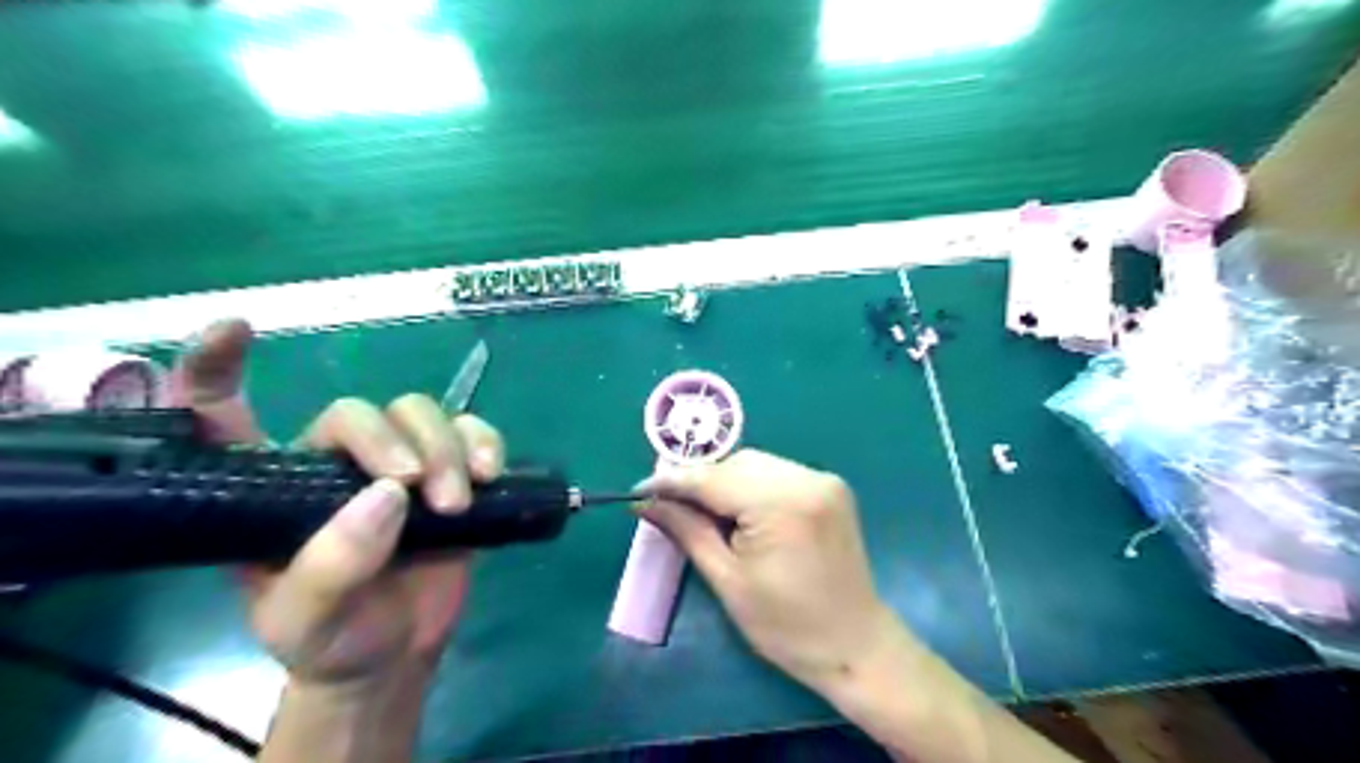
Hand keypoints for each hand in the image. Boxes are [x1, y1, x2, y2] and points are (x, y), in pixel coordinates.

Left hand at [167, 320, 502, 687]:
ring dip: (445, 447)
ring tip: (456, 501)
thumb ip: (331, 566)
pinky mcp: (451, 471)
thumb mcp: (306, 619)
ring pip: (421, 412)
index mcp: (272, 488)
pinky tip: (490, 473)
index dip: (215, 369)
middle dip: (390, 440)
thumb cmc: (333, 637)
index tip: (234, 330)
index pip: (224, 417)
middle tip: (414, 487)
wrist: (398, 651)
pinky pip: (472, 431)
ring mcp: (398, 464)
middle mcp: (333, 463)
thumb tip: (388, 496)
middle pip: (358, 411)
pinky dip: (485, 442)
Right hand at [642, 451, 898, 693]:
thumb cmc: (786, 625)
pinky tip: (741, 512)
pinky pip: (777, 473)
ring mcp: (823, 480)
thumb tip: (644, 502)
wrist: (854, 645)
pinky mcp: (831, 487)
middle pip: (736, 463)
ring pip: (756, 464)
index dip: (672, 482)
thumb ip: (686, 531)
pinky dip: (752, 485)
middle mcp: (806, 479)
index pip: (713, 478)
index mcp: (782, 504)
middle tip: (672, 507)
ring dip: (725, 481)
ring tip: (706, 513)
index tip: (639, 491)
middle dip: (700, 481)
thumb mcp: (727, 579)